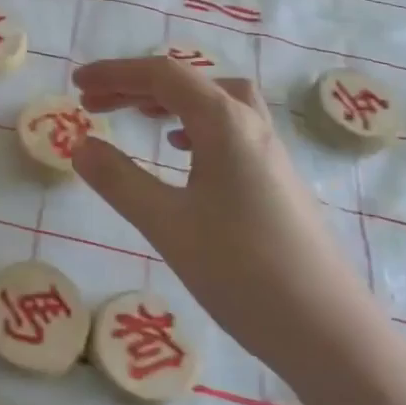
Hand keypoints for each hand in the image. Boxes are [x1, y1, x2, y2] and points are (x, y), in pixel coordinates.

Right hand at [72, 57, 376, 372]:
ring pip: (215, 103)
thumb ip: (119, 180)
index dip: (115, 73)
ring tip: (137, 118)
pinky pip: (231, 129)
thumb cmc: (242, 270)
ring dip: (171, 101)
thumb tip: (80, 145)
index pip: (162, 74)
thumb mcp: (167, 224)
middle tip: (95, 103)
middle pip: (189, 83)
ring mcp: (270, 152)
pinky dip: (197, 126)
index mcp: (225, 122)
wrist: (329, 331)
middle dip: (137, 86)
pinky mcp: (277, 180)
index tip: (76, 85)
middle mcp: (251, 124)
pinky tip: (183, 154)